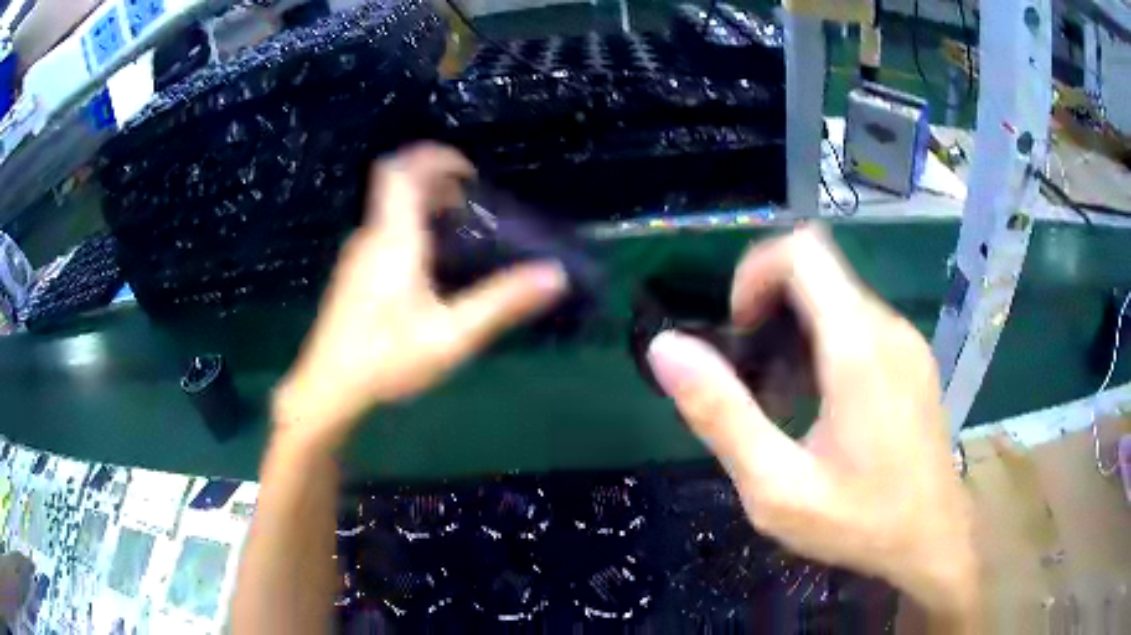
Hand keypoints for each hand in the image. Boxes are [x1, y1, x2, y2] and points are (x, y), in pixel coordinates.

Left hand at [273, 143, 566, 450]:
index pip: (402, 170)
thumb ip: (502, 302)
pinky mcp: (352, 274)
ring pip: (389, 209)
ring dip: (422, 206)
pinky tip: (428, 268)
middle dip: (435, 181)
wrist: (328, 388)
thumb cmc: (386, 358)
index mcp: (393, 237)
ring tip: (458, 235)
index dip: (433, 156)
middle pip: (397, 185)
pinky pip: (383, 231)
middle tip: (471, 206)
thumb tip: (554, 275)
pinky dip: (409, 228)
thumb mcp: (451, 335)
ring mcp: (356, 255)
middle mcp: (371, 236)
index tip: (467, 172)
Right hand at [647, 227, 978, 626]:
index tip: (739, 329)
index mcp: (857, 347)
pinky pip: (860, 323)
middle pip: (818, 271)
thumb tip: (665, 348)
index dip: (755, 272)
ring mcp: (905, 341)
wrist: (933, 538)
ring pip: (838, 297)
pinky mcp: (912, 358)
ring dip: (797, 329)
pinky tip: (820, 404)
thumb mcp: (776, 486)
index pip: (802, 250)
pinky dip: (826, 342)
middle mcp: (887, 327)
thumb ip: (720, 415)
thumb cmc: (859, 520)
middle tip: (753, 374)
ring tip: (783, 397)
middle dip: (770, 306)